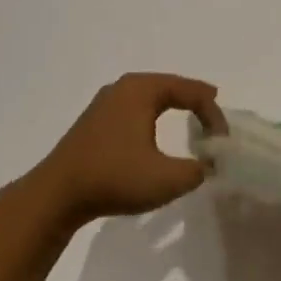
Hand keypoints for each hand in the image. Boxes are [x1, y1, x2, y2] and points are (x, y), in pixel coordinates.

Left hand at [32, 73, 228, 223]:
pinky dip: (154, 114)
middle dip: (194, 99)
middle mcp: (122, 88)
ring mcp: (104, 104)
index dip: (214, 113)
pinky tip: (156, 129)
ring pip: (149, 96)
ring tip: (192, 115)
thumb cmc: (115, 178)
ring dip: (173, 105)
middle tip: (215, 109)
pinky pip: (135, 108)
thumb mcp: (168, 179)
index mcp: (141, 91)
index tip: (223, 141)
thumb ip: (198, 170)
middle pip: (169, 85)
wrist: (57, 194)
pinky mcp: (95, 122)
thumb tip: (208, 164)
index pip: (190, 91)